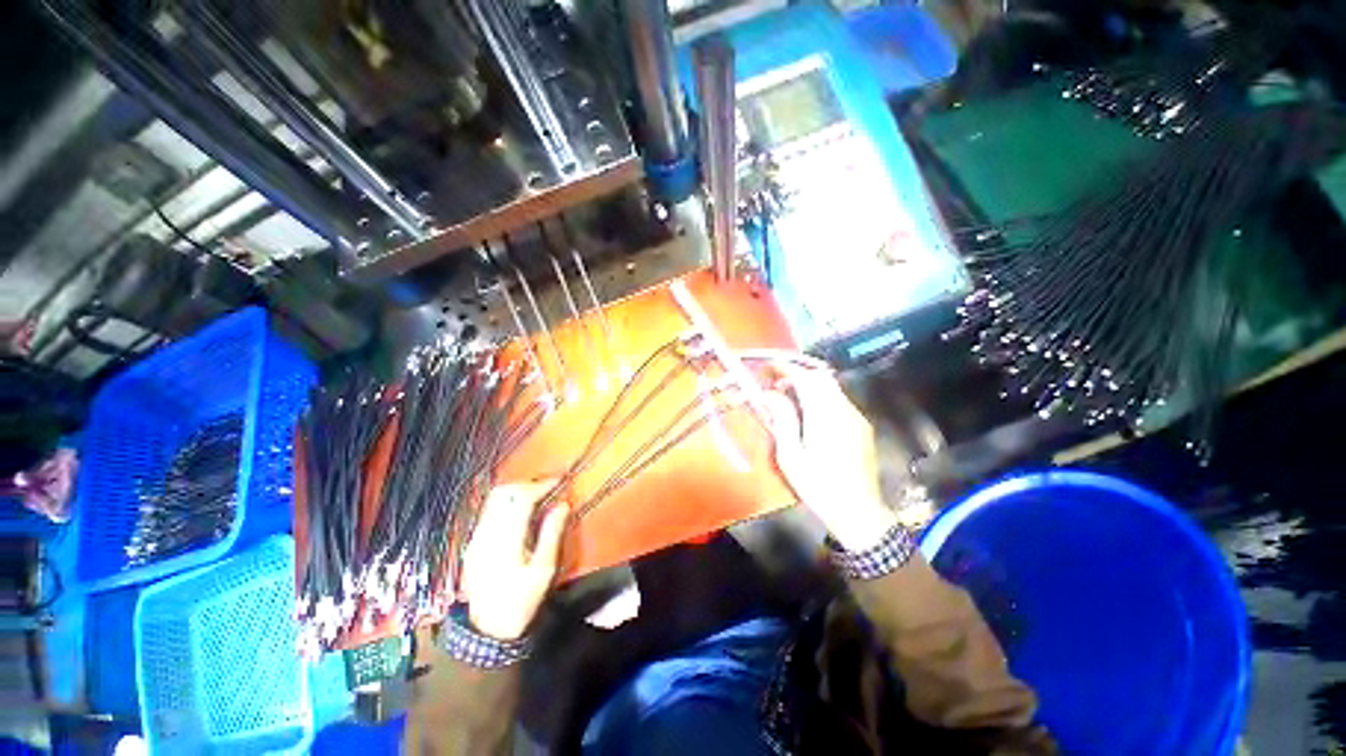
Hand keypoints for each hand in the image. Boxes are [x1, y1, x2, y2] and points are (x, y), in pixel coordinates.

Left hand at [459, 482, 569, 640]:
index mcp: (506, 539)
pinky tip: (520, 512)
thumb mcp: (543, 569)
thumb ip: (552, 533)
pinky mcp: (473, 543)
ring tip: (537, 496)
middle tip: (547, 487)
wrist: (486, 629)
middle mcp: (487, 533)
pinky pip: (489, 511)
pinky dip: (506, 503)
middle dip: (527, 484)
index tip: (559, 481)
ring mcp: (476, 537)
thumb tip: (563, 504)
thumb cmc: (521, 600)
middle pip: (503, 493)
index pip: (521, 498)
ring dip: (516, 491)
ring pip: (493, 500)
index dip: (541, 485)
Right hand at [765, 364, 898, 552]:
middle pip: (822, 377)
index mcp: (825, 417)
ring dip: (808, 384)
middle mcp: (844, 410)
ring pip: (831, 387)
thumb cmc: (818, 486)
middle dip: (797, 373)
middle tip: (776, 383)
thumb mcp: (791, 456)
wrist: (859, 512)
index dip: (786, 368)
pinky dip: (820, 396)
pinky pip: (838, 400)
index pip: (806, 379)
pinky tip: (808, 413)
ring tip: (788, 397)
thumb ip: (782, 420)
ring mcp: (856, 417)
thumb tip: (770, 394)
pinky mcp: (861, 426)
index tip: (768, 366)